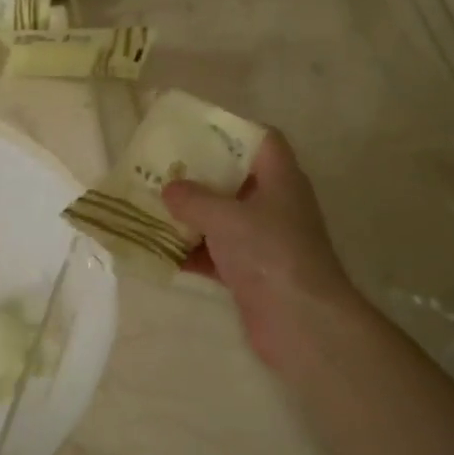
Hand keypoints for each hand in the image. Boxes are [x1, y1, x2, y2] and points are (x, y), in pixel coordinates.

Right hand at [162, 131, 367, 378]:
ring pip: (222, 219)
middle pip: (235, 180)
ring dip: (190, 216)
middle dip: (199, 176)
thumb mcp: (227, 218)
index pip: (264, 140)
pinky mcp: (250, 274)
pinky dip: (191, 253)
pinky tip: (159, 252)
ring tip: (152, 207)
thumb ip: (194, 199)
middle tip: (163, 170)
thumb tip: (169, 189)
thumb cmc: (270, 254)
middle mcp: (275, 206)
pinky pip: (215, 255)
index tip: (196, 132)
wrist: (301, 322)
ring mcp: (263, 242)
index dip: (234, 131)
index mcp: (280, 180)